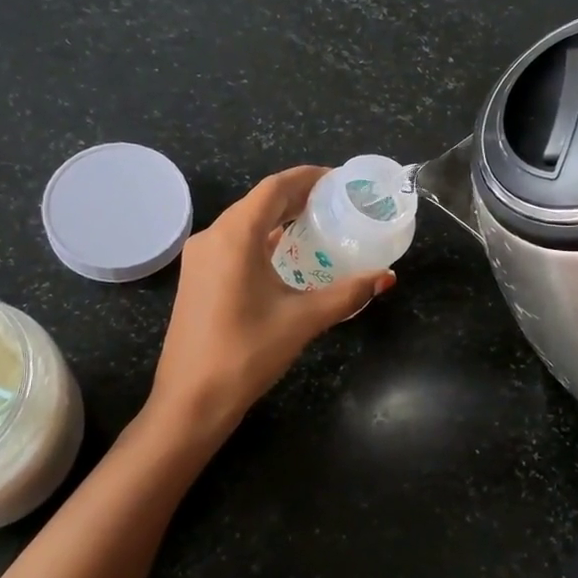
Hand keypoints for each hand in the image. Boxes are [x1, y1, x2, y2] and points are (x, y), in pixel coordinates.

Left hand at [150, 166, 395, 431]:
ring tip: (317, 222)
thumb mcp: (303, 320)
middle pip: (259, 202)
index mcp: (235, 236)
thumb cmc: (247, 353)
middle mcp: (212, 237)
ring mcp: (200, 258)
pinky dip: (263, 239)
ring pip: (244, 223)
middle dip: (297, 196)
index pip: (274, 188)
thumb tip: (386, 277)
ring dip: (279, 218)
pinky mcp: (197, 278)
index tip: (339, 179)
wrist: (191, 400)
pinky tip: (286, 254)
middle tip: (336, 201)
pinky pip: (234, 243)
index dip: (308, 177)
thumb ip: (348, 294)